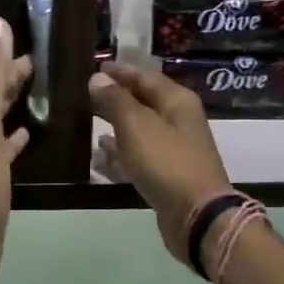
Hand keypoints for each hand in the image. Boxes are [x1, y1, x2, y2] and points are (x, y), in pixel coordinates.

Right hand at [89, 62, 233, 263]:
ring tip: (88, 123)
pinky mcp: (166, 175)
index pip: (145, 77)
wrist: (197, 216)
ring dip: (115, 127)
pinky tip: (98, 157)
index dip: (120, 72)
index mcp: (177, 101)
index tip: (96, 67)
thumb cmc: (166, 162)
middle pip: (143, 102)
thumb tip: (97, 78)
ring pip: (139, 131)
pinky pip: (138, 158)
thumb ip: (115, 100)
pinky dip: (119, 155)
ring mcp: (173, 150)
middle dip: (116, 98)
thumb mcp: (136, 125)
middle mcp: (178, 121)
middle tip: (86, 94)